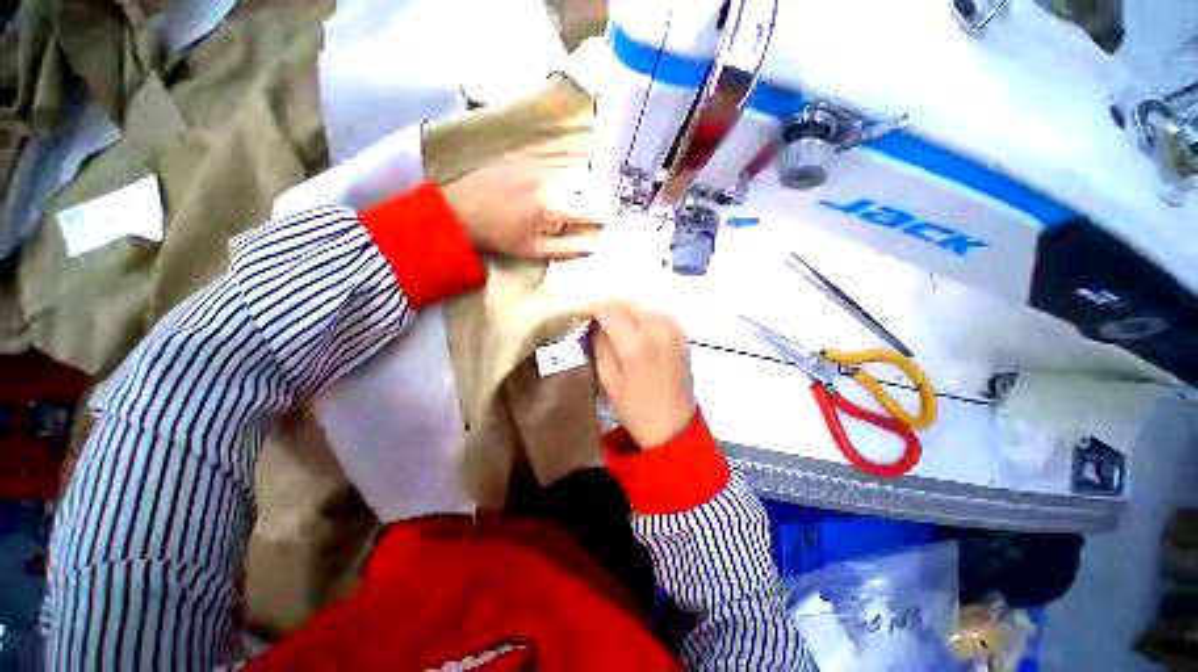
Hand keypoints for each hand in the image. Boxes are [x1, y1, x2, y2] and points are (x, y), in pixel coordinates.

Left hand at [440, 141, 600, 259]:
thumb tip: (591, 248)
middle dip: (587, 197)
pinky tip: (548, 184)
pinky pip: (548, 163)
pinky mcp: (521, 158)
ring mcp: (533, 166)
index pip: (586, 210)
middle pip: (579, 186)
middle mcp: (546, 181)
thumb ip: (565, 249)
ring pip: (565, 172)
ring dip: (572, 183)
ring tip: (568, 197)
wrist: (457, 211)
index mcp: (550, 208)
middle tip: (584, 209)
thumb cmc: (497, 236)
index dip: (599, 216)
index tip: (607, 220)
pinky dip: (555, 173)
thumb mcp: (532, 250)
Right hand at [593, 302, 696, 447]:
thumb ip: (599, 342)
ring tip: (619, 329)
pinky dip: (644, 320)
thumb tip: (595, 321)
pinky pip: (657, 316)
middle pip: (628, 303)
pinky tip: (639, 334)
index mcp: (635, 342)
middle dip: (611, 309)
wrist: (672, 425)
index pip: (609, 308)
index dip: (594, 309)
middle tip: (600, 321)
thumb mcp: (606, 375)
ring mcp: (674, 329)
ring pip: (643, 307)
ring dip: (628, 314)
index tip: (586, 315)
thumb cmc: (633, 406)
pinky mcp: (683, 333)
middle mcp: (657, 327)